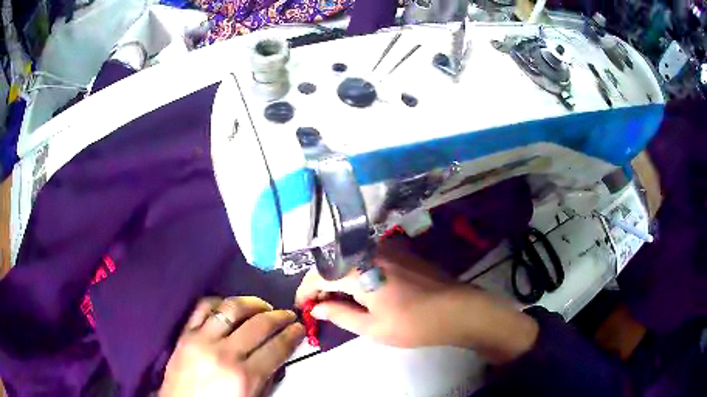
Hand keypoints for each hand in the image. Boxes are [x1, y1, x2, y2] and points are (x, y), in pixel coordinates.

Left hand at [159, 296, 304, 396]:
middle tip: (288, 315)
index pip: (276, 348)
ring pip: (232, 308)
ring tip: (263, 306)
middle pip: (259, 324)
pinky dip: (220, 301)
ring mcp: (201, 339)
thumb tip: (278, 356)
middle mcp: (224, 353)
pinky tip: (230, 306)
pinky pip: (203, 307)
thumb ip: (266, 378)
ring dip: (253, 303)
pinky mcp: (185, 333)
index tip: (299, 328)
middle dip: (279, 316)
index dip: (292, 335)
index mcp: (244, 376)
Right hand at [296, 239, 538, 362]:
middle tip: (318, 307)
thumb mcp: (372, 327)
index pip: (320, 274)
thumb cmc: (413, 323)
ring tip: (337, 302)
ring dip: (339, 279)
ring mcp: (387, 248)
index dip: (306, 290)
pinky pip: (367, 259)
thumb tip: (318, 308)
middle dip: (321, 285)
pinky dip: (356, 274)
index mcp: (360, 268)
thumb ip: (340, 315)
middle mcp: (370, 251)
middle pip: (334, 264)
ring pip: (350, 260)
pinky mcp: (400, 252)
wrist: (456, 310)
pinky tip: (359, 291)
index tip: (301, 306)